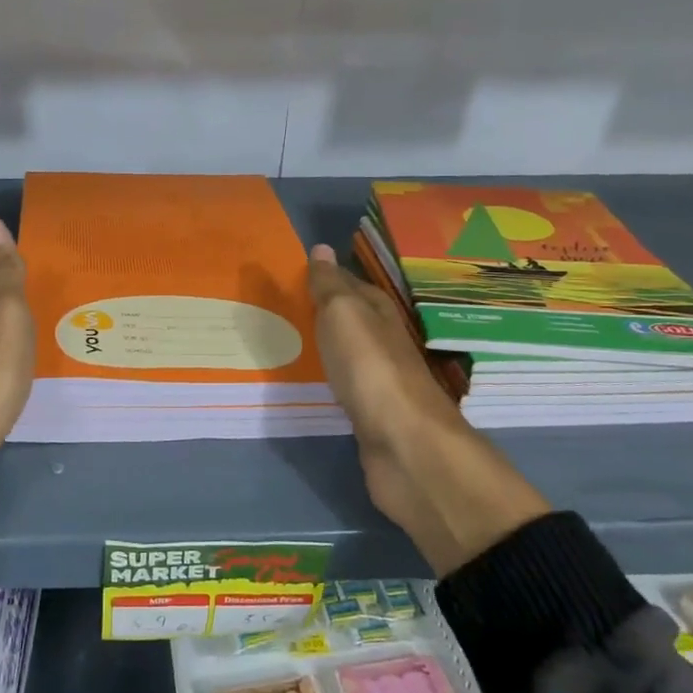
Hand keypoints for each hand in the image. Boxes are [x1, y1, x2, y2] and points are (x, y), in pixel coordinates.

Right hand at [308, 245, 548, 575]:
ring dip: (329, 346)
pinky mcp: (373, 416)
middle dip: (327, 311)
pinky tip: (315, 382)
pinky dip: (331, 379)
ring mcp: (381, 382)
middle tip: (288, 306)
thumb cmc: (370, 369)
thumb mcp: (344, 315)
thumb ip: (330, 286)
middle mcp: (385, 343)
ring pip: (350, 353)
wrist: (404, 445)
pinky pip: (347, 387)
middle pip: (354, 320)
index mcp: (380, 314)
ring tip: (293, 340)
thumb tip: (322, 248)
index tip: (298, 273)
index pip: (353, 286)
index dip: (329, 278)